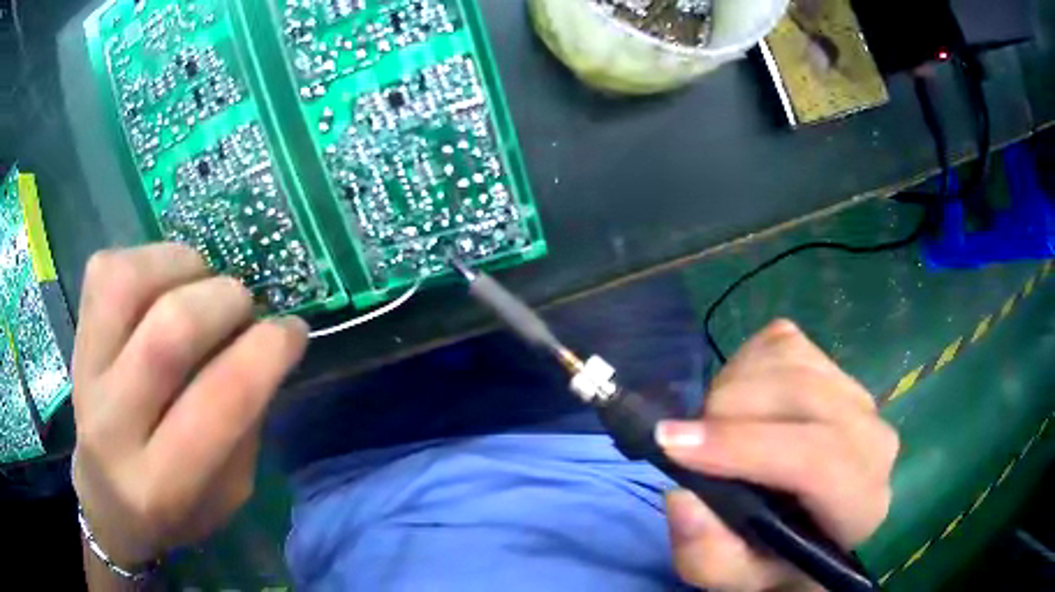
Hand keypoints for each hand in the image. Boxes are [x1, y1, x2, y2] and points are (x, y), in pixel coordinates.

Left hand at [71, 244, 308, 568]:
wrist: (106, 501)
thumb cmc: (176, 510)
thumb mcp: (230, 494)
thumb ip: (245, 424)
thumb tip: (261, 342)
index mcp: (162, 484)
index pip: (220, 401)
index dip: (269, 350)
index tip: (293, 330)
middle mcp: (113, 425)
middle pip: (170, 331)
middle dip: (226, 302)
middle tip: (243, 309)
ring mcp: (85, 371)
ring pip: (130, 282)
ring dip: (184, 268)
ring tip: (200, 286)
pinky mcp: (75, 335)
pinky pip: (108, 269)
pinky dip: (149, 260)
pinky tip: (164, 282)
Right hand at [657, 320, 897, 590]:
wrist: (812, 525)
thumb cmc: (776, 558)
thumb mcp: (736, 577)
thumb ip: (708, 556)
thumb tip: (682, 496)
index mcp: (862, 502)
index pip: (817, 458)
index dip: (744, 446)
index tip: (672, 445)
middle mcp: (873, 439)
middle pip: (801, 395)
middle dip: (728, 413)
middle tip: (689, 444)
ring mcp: (858, 392)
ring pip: (787, 360)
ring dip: (733, 388)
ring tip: (717, 429)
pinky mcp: (835, 363)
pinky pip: (781, 342)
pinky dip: (744, 366)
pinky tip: (742, 404)